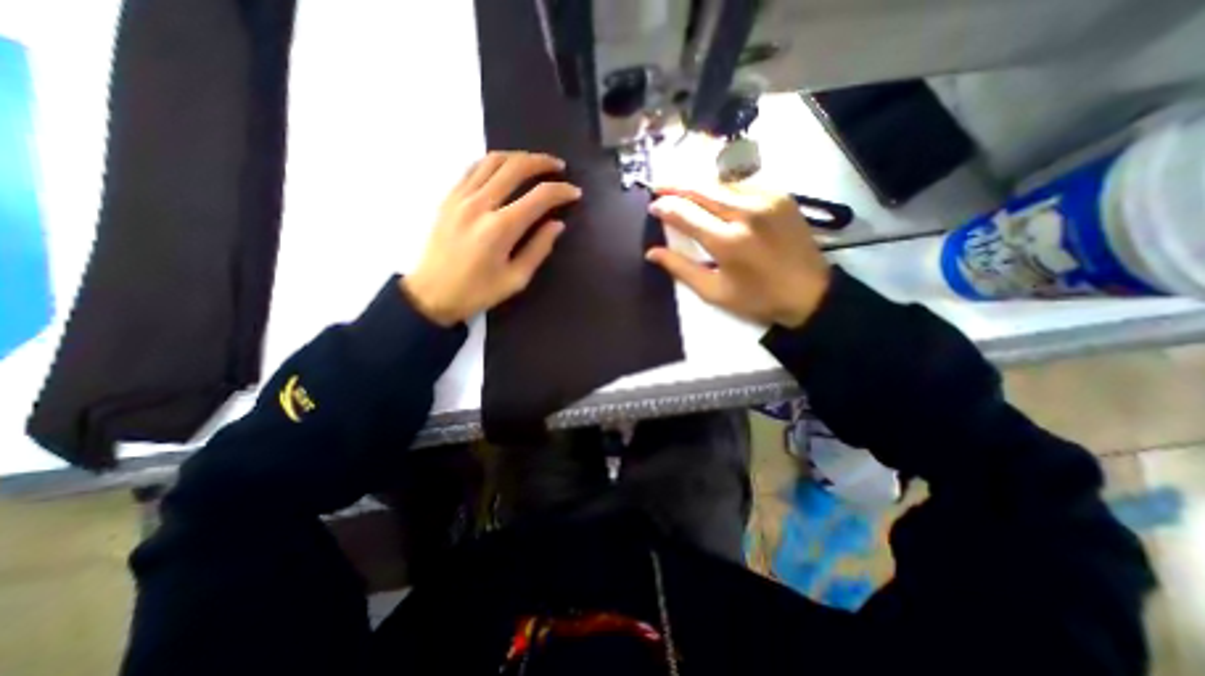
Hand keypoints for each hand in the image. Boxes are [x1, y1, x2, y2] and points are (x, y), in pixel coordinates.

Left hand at [400, 149, 576, 323]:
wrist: (431, 293)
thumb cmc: (477, 292)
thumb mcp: (516, 279)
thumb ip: (539, 248)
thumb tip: (557, 224)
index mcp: (500, 228)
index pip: (539, 197)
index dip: (561, 191)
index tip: (575, 193)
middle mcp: (480, 204)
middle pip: (516, 167)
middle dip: (542, 162)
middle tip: (559, 167)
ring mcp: (461, 197)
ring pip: (493, 160)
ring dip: (518, 157)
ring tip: (535, 163)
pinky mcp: (449, 197)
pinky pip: (474, 168)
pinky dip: (494, 162)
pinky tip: (505, 169)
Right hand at [649, 183, 829, 326]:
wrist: (810, 292)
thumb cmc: (757, 298)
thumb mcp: (714, 292)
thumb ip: (681, 268)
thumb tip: (652, 252)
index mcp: (727, 241)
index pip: (686, 214)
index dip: (666, 207)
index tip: (652, 206)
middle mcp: (746, 212)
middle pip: (702, 189)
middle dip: (676, 186)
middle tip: (659, 187)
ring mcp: (766, 199)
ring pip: (721, 183)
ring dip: (698, 185)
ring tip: (681, 188)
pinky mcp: (780, 195)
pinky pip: (742, 185)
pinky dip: (721, 188)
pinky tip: (712, 195)